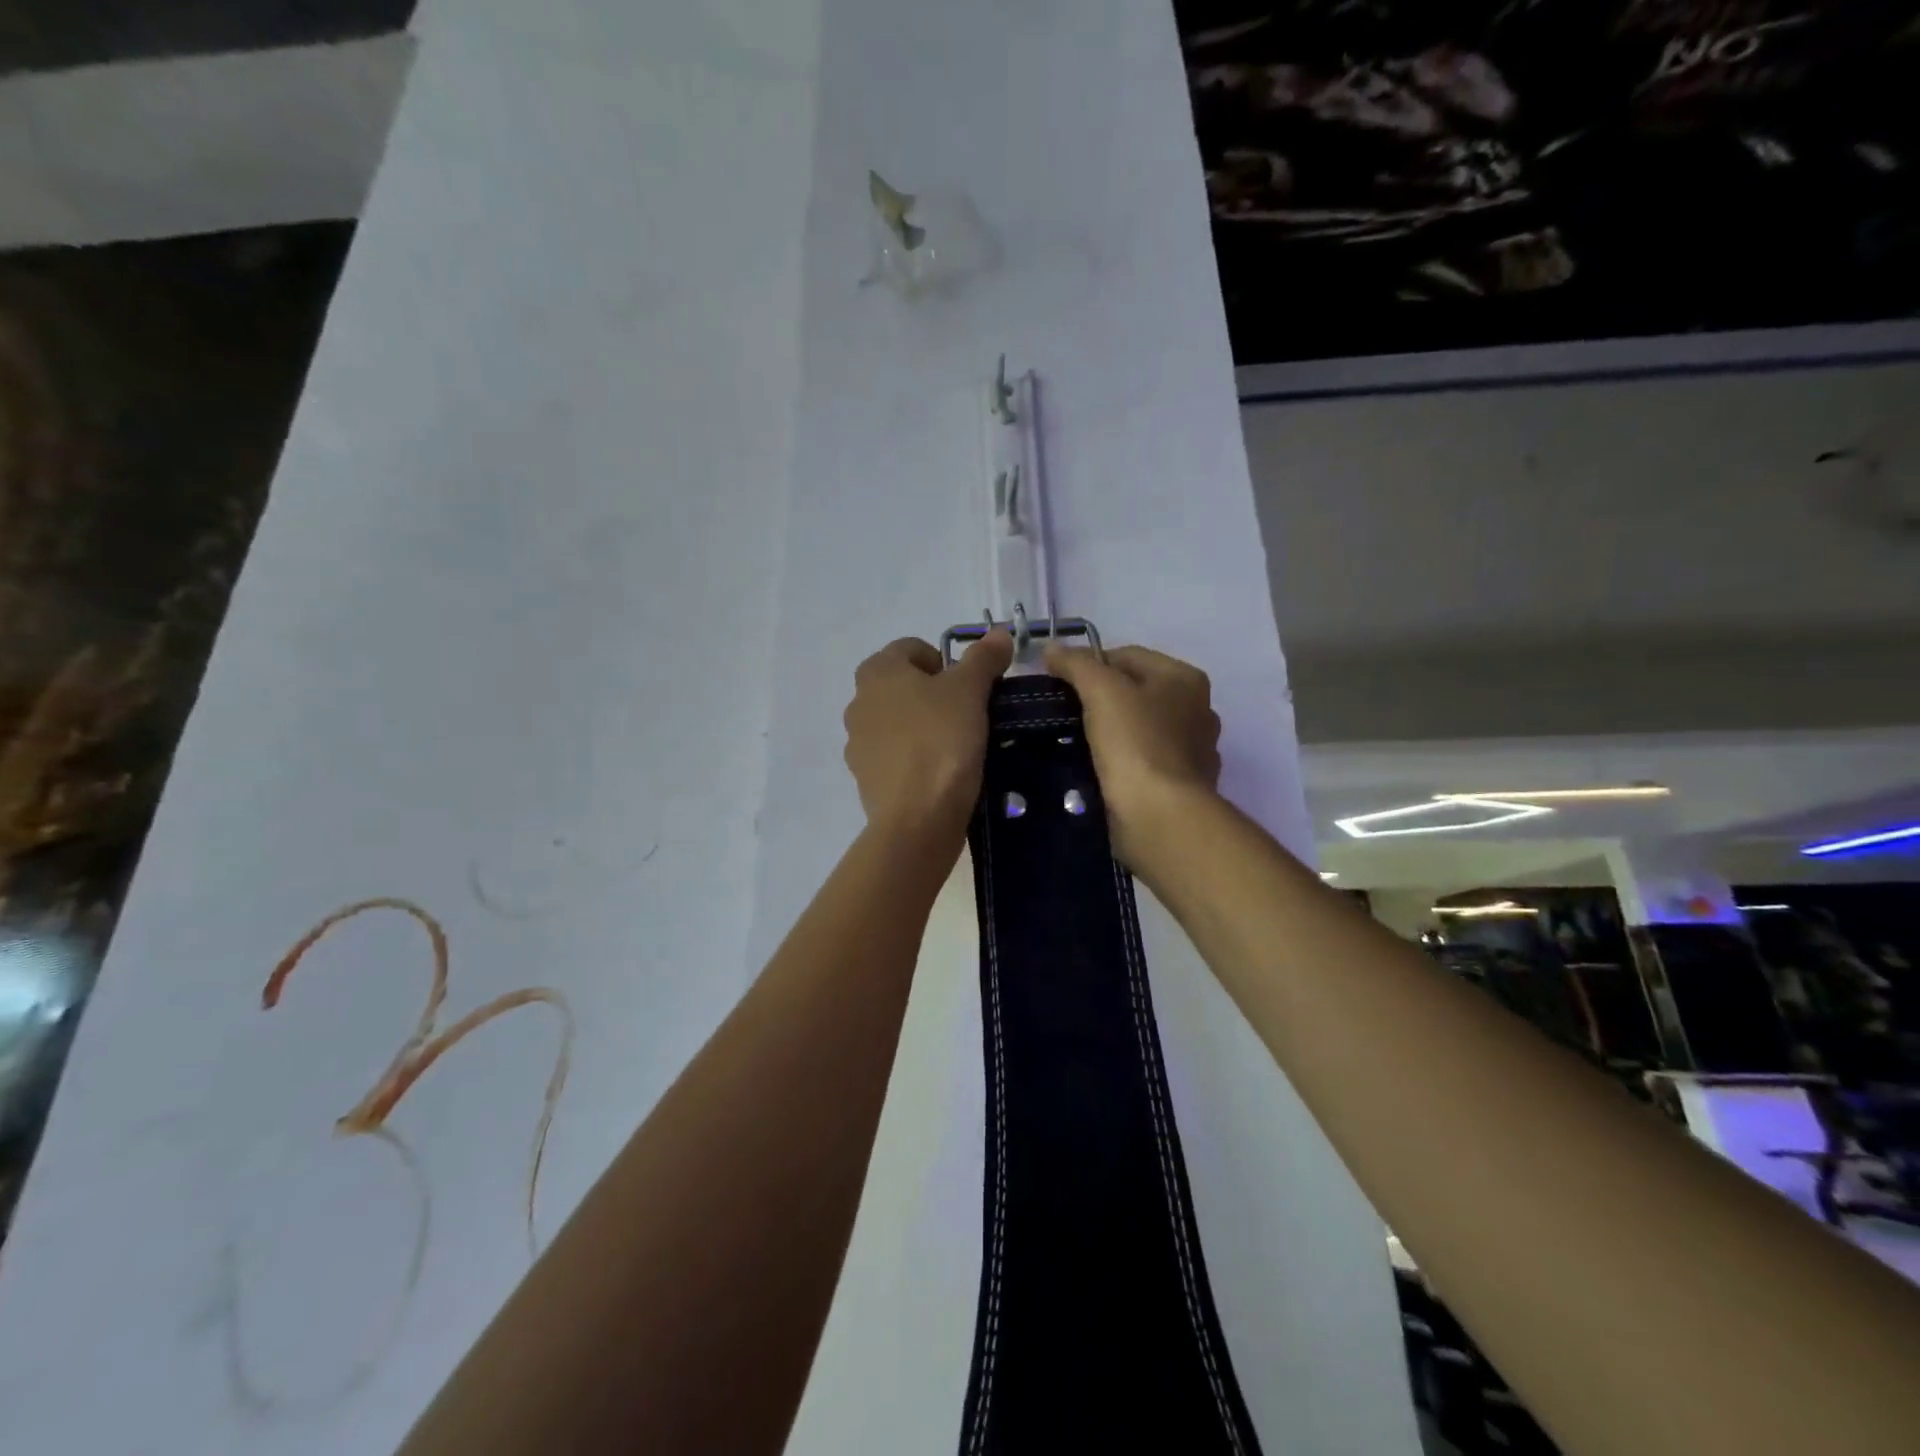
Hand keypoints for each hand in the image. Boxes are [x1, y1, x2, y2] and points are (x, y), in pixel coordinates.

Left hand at [843, 631, 1013, 841]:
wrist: (917, 818)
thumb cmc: (942, 741)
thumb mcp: (970, 691)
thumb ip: (983, 658)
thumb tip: (998, 633)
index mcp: (877, 671)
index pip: (913, 648)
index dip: (946, 662)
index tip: (970, 688)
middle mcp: (858, 702)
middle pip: (903, 685)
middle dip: (934, 695)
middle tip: (967, 715)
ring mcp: (858, 743)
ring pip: (898, 722)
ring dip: (923, 727)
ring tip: (956, 747)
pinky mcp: (866, 778)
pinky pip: (895, 756)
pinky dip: (915, 758)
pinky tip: (940, 774)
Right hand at [1042, 644, 1220, 867]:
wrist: (1160, 816)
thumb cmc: (1135, 743)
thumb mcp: (1101, 691)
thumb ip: (1076, 664)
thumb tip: (1051, 648)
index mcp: (1185, 678)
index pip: (1127, 655)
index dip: (1088, 663)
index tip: (1057, 683)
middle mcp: (1197, 710)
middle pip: (1135, 691)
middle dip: (1099, 698)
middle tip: (1063, 712)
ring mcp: (1193, 750)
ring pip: (1139, 728)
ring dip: (1110, 732)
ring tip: (1074, 742)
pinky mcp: (1181, 786)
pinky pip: (1143, 762)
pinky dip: (1122, 762)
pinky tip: (1099, 771)